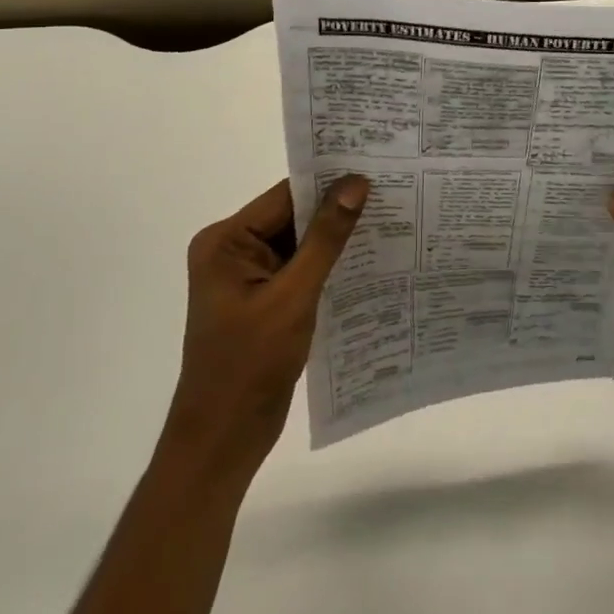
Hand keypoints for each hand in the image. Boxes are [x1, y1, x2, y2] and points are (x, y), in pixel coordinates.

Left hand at [163, 175, 369, 477]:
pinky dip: (328, 267)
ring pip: (300, 244)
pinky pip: (299, 270)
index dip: (328, 183)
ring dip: (336, 240)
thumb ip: (325, 238)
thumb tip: (355, 184)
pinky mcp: (263, 301)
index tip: (375, 170)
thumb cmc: (249, 366)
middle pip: (292, 217)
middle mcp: (232, 250)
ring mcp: (247, 278)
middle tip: (391, 194)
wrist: (222, 443)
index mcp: (225, 241)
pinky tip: (367, 262)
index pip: (285, 197)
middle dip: (336, 211)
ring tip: (389, 222)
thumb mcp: (293, 297)